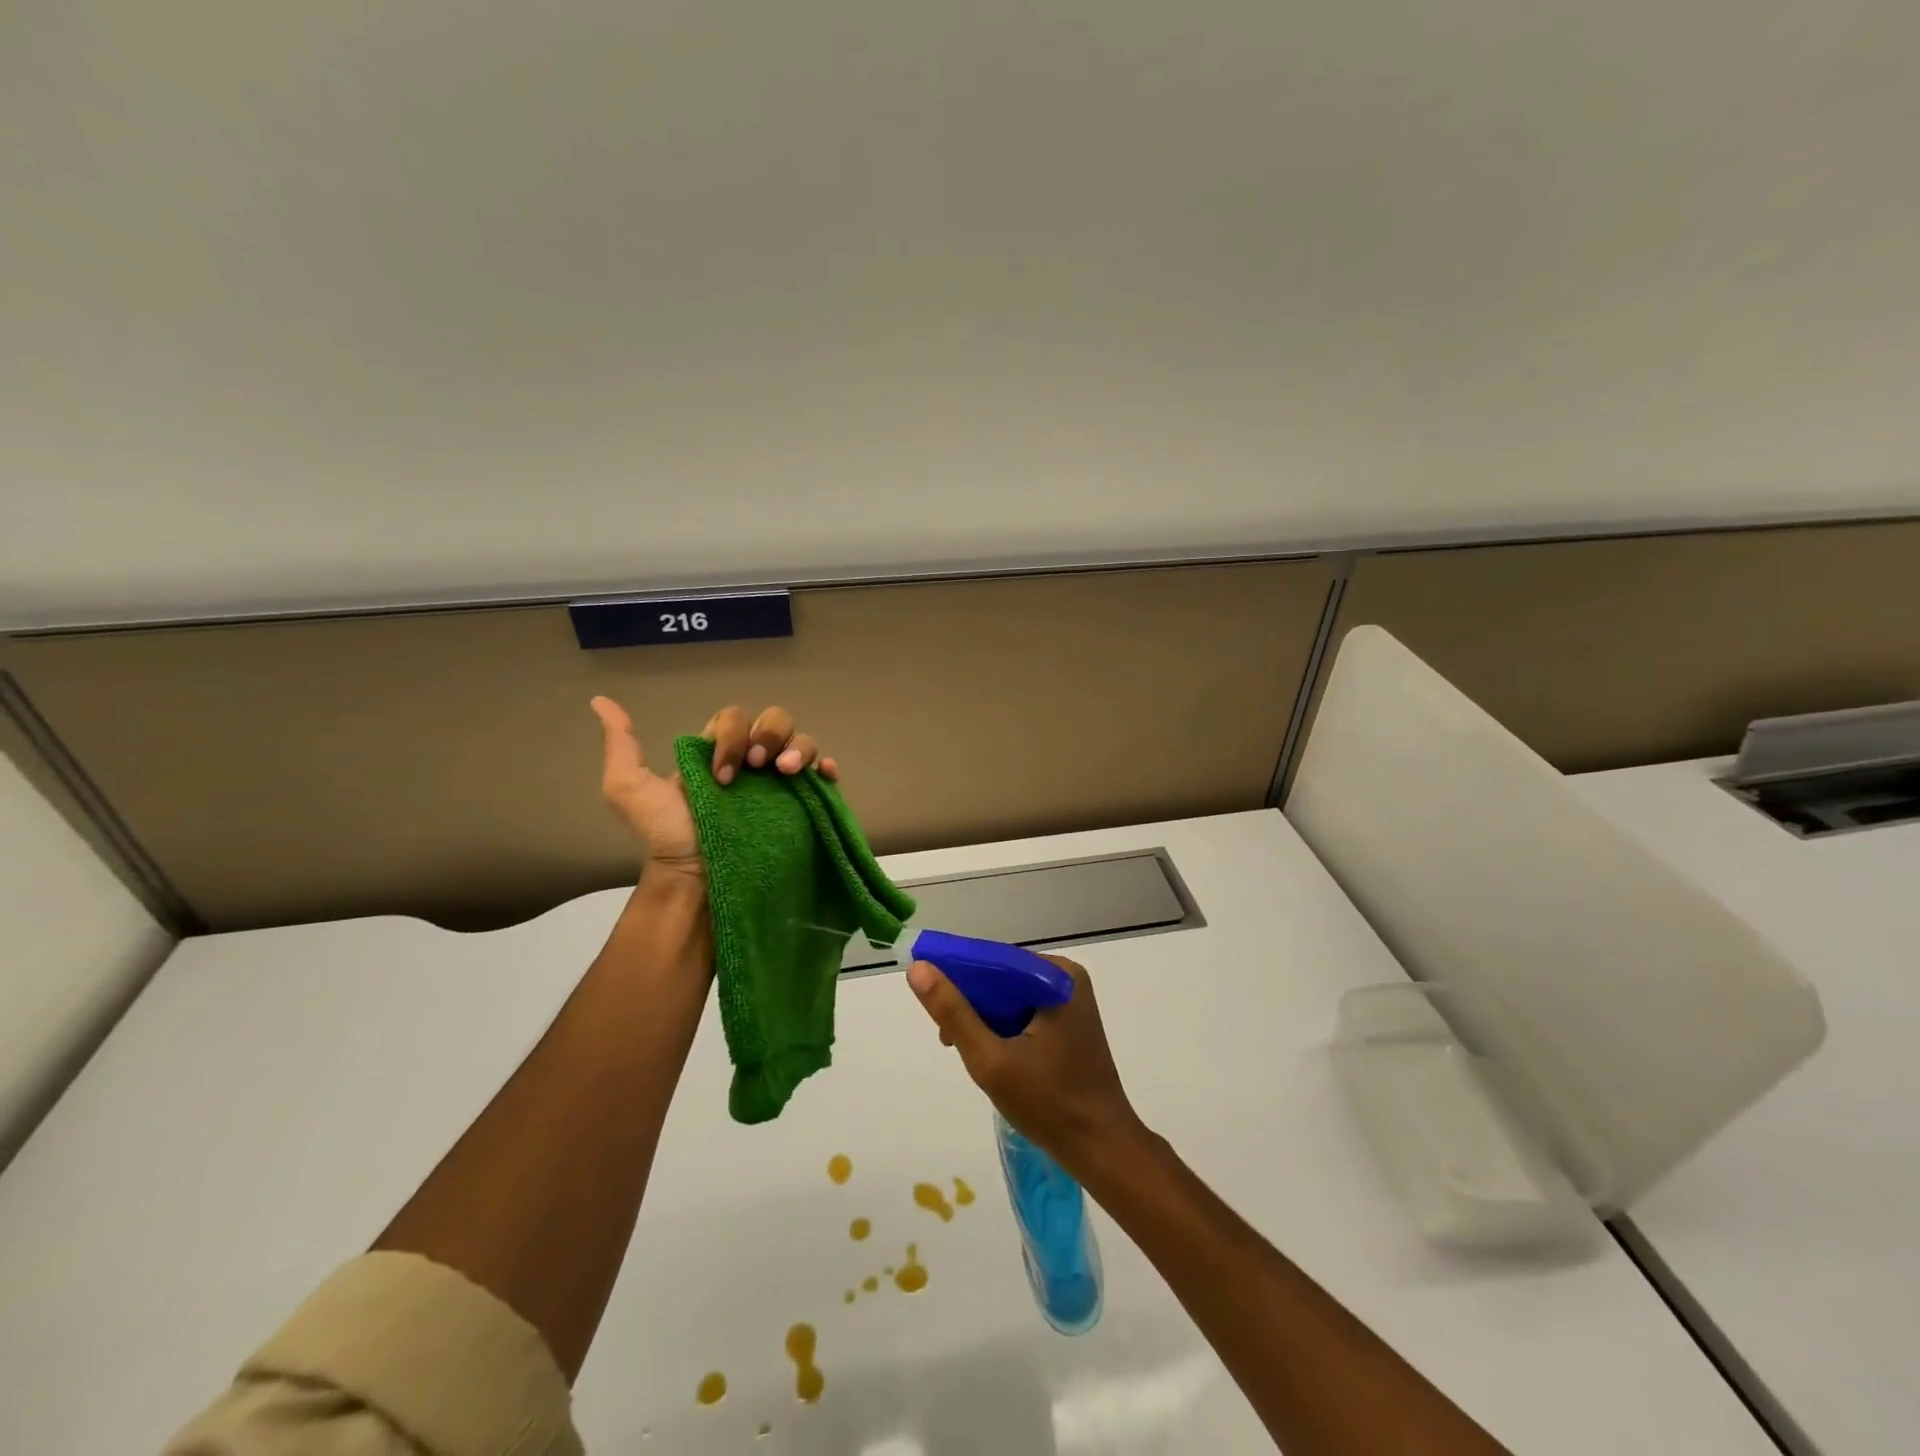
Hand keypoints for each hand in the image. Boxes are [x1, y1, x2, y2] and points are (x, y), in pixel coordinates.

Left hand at [590, 699, 839, 880]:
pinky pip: (825, 774)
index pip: (736, 718)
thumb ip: (622, 746)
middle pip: (775, 720)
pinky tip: (822, 775)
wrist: (697, 879)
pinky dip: (828, 767)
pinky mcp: (803, 803)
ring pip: (802, 741)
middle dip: (769, 735)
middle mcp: (753, 762)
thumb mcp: (630, 789)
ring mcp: (781, 783)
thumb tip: (602, 701)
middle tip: (757, 767)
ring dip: (798, 749)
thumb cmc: (667, 836)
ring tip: (786, 774)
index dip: (732, 736)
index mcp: (720, 752)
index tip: (722, 774)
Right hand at [906, 955, 1148, 1180]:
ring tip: (963, 1049)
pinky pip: (1025, 1011)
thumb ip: (953, 1013)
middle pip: (1003, 977)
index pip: (994, 960)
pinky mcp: (1070, 1022)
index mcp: (1057, 976)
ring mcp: (1071, 1000)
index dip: (958, 975)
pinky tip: (990, 1054)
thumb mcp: (990, 1059)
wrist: (1102, 1148)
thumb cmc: (1048, 1104)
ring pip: (1011, 996)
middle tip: (946, 1037)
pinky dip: (1003, 1027)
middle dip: (971, 1003)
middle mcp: (1067, 978)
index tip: (931, 1002)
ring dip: (984, 1018)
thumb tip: (918, 968)